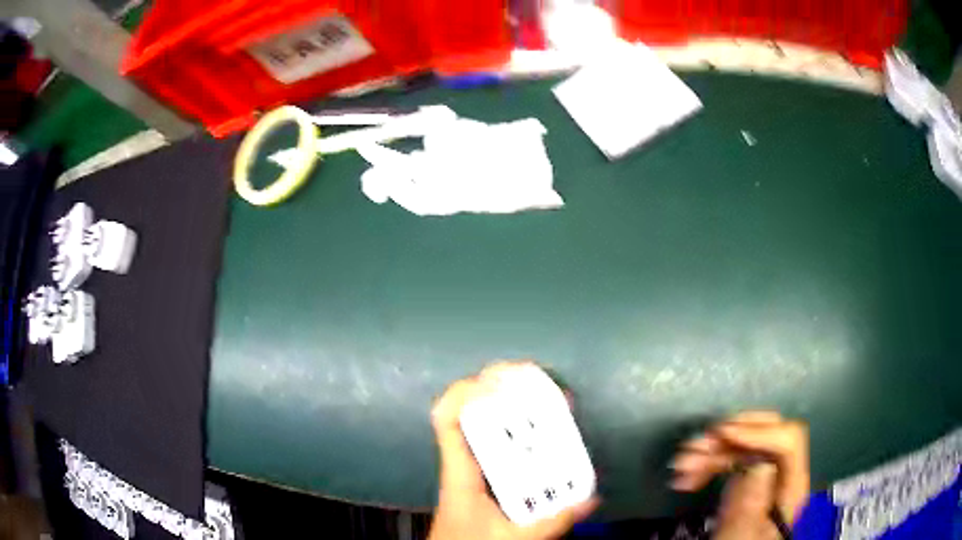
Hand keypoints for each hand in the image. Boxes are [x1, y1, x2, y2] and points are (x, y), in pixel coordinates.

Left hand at [428, 362, 598, 539]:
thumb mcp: (512, 537)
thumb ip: (550, 523)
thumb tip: (590, 499)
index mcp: (460, 472)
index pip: (447, 420)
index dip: (464, 392)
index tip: (497, 380)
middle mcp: (464, 463)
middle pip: (471, 413)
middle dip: (499, 391)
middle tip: (534, 380)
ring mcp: (473, 469)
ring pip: (487, 428)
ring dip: (511, 410)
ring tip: (545, 398)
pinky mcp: (485, 479)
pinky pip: (500, 447)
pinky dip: (520, 436)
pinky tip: (545, 434)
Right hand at [670, 411, 809, 539]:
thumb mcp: (739, 536)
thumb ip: (749, 506)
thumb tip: (759, 465)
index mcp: (791, 489)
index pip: (789, 443)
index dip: (758, 432)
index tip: (722, 434)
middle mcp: (782, 475)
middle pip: (767, 435)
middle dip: (729, 436)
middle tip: (695, 446)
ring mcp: (765, 477)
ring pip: (744, 446)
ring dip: (711, 451)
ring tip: (681, 464)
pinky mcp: (747, 482)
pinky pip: (731, 461)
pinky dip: (708, 463)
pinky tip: (687, 477)